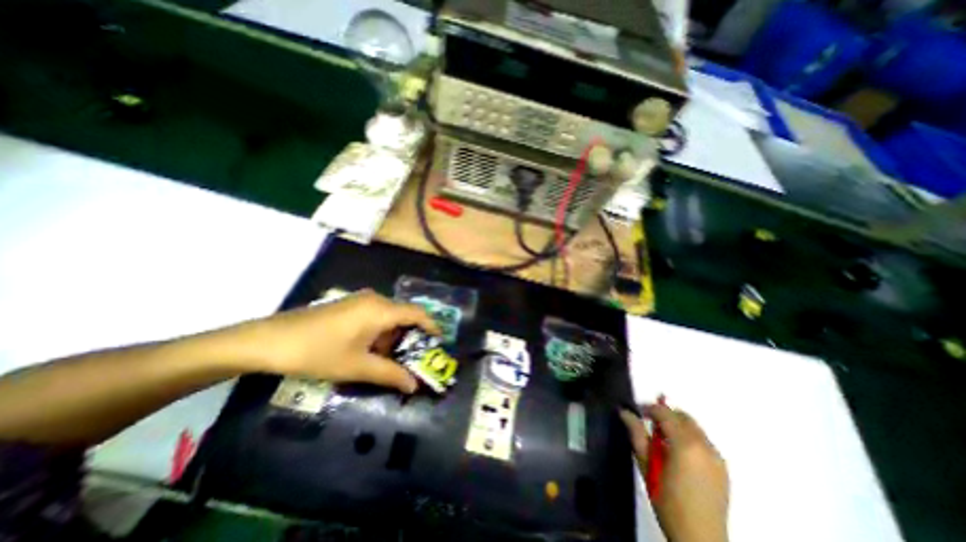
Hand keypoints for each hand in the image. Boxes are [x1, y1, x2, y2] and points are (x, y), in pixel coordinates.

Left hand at [242, 289, 439, 390]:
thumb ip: (390, 375)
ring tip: (390, 361)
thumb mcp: (357, 366)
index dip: (431, 326)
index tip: (439, 343)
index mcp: (381, 309)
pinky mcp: (348, 306)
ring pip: (388, 317)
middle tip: (413, 359)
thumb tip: (414, 385)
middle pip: (403, 316)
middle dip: (410, 338)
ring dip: (393, 338)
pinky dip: (379, 333)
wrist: (269, 341)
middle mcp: (374, 299)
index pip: (417, 313)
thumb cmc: (318, 352)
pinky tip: (370, 351)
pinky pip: (374, 317)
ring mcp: (360, 301)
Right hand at [624, 404, 728, 541]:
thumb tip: (624, 412)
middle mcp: (704, 446)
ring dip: (676, 426)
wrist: (700, 539)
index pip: (665, 413)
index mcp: (685, 444)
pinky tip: (678, 455)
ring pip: (694, 428)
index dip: (648, 408)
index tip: (636, 412)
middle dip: (664, 415)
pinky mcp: (723, 469)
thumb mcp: (646, 465)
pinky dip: (688, 438)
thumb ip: (636, 434)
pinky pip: (703, 441)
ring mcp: (717, 457)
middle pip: (682, 416)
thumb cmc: (667, 500)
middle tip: (648, 425)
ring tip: (662, 442)